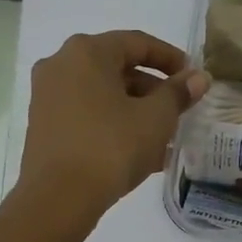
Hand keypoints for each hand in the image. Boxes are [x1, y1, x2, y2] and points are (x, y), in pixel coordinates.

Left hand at [17, 30, 209, 222]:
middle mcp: (60, 65)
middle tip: (179, 110)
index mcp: (87, 52)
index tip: (192, 77)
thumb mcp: (156, 118)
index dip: (170, 58)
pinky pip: (87, 115)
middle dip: (152, 89)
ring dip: (135, 110)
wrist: (58, 198)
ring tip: (165, 137)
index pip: (137, 43)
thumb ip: (178, 93)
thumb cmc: (111, 147)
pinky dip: (113, 124)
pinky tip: (139, 151)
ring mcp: (47, 96)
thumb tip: (198, 78)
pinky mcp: (43, 126)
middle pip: (117, 68)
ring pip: (102, 95)